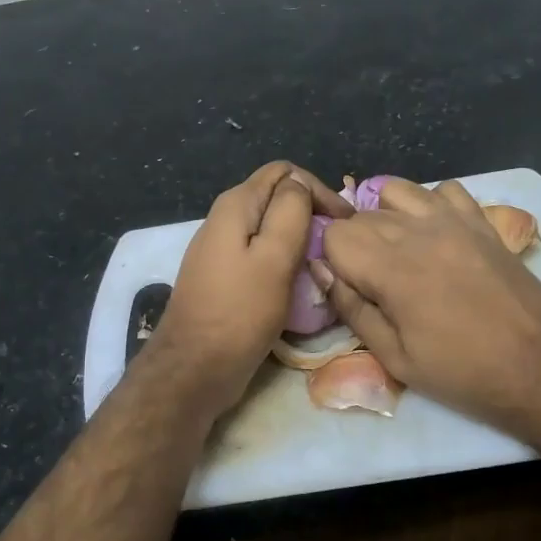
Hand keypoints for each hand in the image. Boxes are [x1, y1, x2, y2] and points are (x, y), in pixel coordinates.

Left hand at [142, 161, 353, 420]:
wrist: (195, 368)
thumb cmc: (240, 312)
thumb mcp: (274, 257)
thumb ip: (290, 211)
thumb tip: (299, 185)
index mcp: (235, 205)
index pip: (285, 172)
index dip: (319, 190)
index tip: (345, 223)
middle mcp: (223, 219)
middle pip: (276, 198)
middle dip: (310, 213)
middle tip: (338, 243)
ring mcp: (220, 249)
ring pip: (268, 228)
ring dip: (298, 239)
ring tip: (323, 262)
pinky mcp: (222, 276)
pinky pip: (259, 255)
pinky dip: (282, 261)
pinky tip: (297, 281)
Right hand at [315, 177, 540, 443]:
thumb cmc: (463, 373)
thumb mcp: (395, 358)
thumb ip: (353, 309)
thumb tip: (322, 274)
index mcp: (391, 268)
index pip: (335, 234)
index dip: (332, 261)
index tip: (349, 288)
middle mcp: (418, 232)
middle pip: (361, 215)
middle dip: (355, 244)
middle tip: (373, 283)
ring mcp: (454, 221)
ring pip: (396, 192)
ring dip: (385, 216)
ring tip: (397, 251)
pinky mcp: (482, 223)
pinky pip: (444, 191)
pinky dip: (430, 205)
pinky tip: (435, 235)